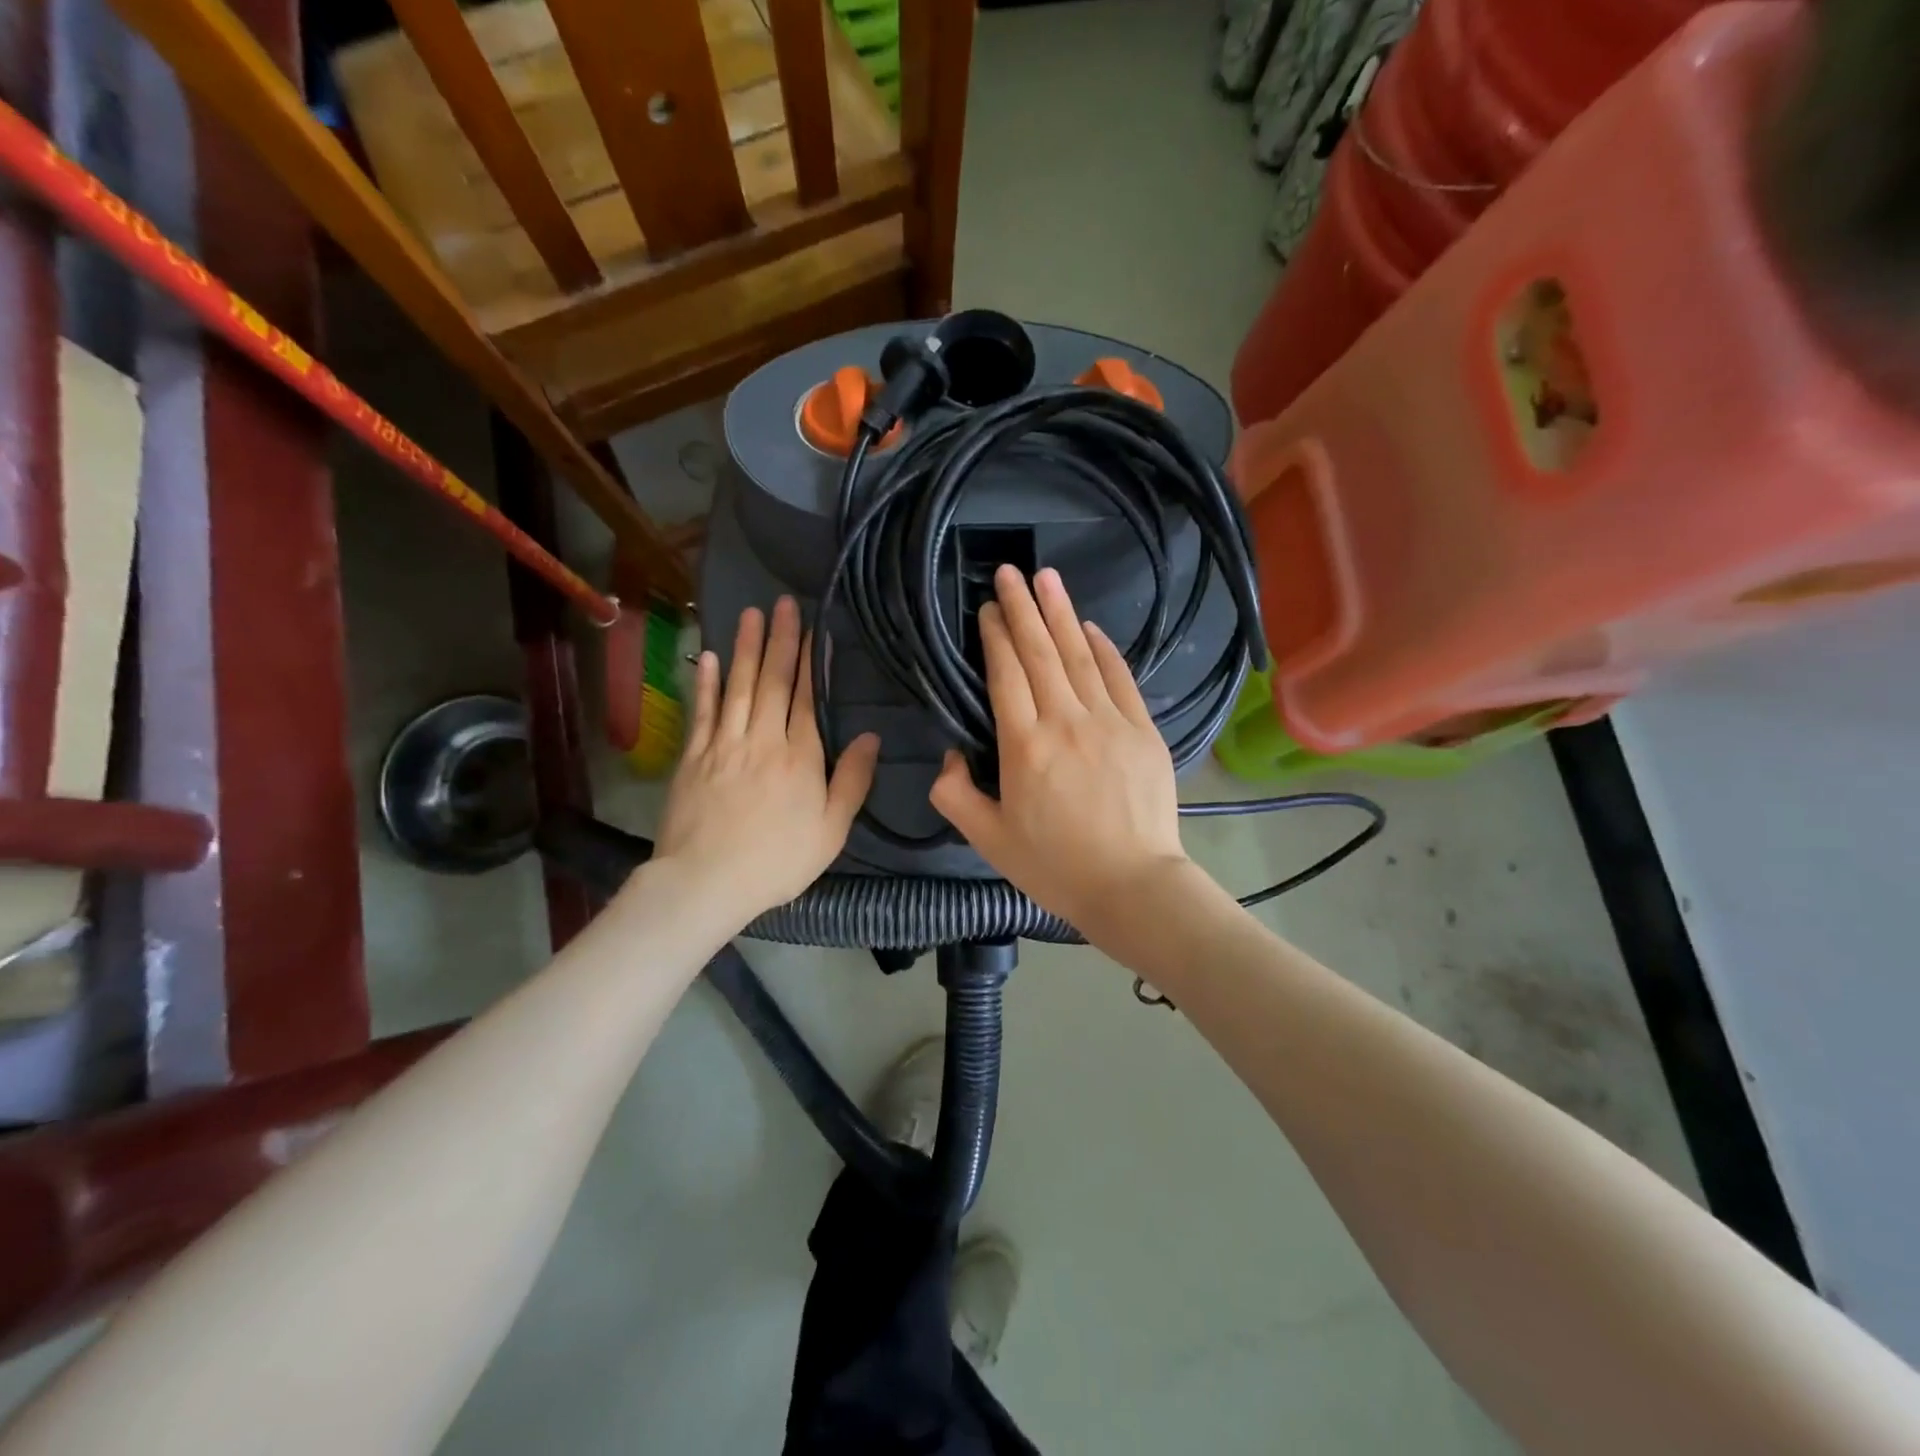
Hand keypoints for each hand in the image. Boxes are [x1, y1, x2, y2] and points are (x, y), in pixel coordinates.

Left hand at [650, 597, 879, 925]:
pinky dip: (707, 683)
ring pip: (737, 687)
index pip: (806, 698)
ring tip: (750, 614)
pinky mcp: (693, 758)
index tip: (813, 629)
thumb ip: (852, 780)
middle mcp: (762, 740)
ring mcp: (723, 745)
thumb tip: (872, 736)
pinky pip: (702, 712)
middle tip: (782, 603)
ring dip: (745, 648)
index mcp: (800, 757)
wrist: (706, 882)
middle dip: (779, 640)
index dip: (810, 662)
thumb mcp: (832, 830)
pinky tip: (710, 658)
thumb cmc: (778, 861)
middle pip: (772, 682)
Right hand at [930, 566, 1190, 938]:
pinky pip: (1120, 678)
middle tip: (1009, 571)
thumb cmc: (1055, 867)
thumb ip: (956, 796)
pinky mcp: (1142, 730)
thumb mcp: (989, 841)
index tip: (988, 608)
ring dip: (1061, 614)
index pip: (1005, 675)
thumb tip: (947, 759)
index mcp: (1023, 746)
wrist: (1132, 886)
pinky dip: (1106, 649)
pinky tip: (1091, 626)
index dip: (995, 636)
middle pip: (1040, 653)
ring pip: (1080, 656)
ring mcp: (1109, 722)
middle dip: (1022, 608)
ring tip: (1047, 578)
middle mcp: (1065, 721)